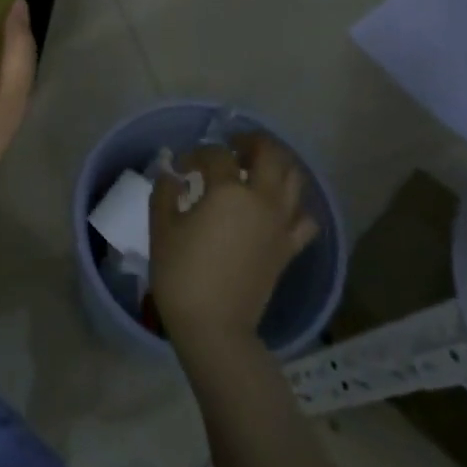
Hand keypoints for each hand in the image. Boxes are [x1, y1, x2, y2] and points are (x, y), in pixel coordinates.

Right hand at [150, 133, 318, 357]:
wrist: (214, 324)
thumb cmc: (181, 274)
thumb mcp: (162, 228)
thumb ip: (165, 193)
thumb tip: (172, 176)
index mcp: (228, 191)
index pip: (215, 156)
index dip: (196, 155)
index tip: (182, 168)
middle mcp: (262, 199)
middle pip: (269, 153)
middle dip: (250, 142)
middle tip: (232, 146)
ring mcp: (281, 223)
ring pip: (295, 178)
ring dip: (277, 165)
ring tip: (257, 168)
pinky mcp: (290, 247)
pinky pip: (304, 217)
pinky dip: (294, 205)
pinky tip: (278, 208)